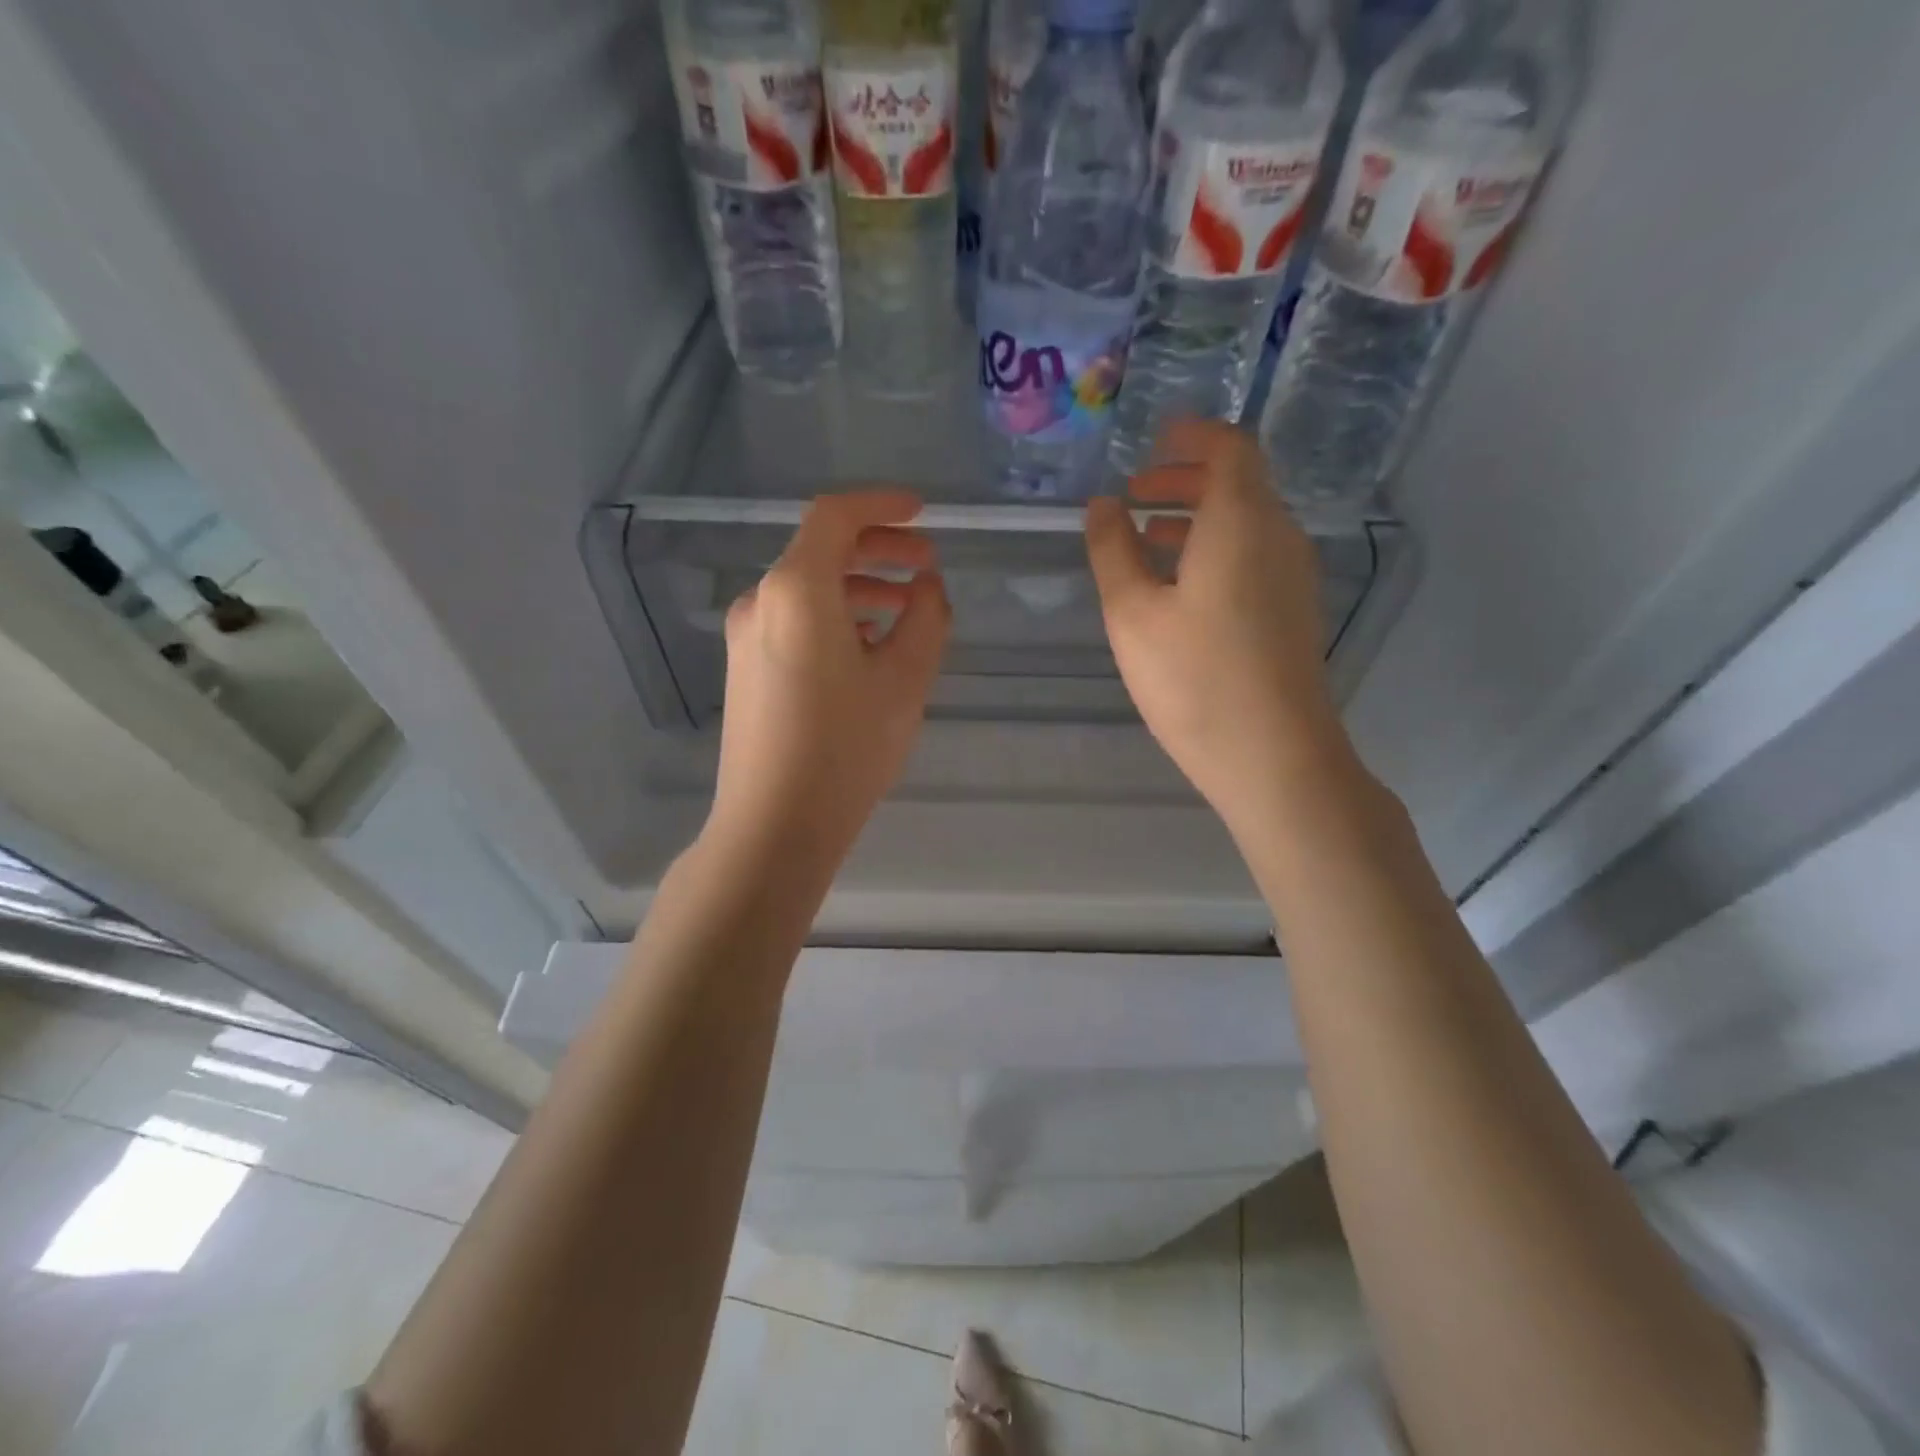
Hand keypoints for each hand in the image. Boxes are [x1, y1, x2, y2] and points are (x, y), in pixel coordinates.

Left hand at [710, 491, 950, 873]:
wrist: (774, 825)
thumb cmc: (846, 749)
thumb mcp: (905, 680)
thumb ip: (926, 618)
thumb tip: (925, 587)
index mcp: (797, 590)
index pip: (835, 516)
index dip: (882, 506)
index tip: (923, 514)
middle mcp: (762, 602)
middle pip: (820, 550)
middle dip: (878, 549)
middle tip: (926, 567)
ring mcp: (746, 637)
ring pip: (808, 589)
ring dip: (859, 586)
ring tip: (906, 609)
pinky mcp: (745, 668)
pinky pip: (795, 621)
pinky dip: (835, 616)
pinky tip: (869, 647)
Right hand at [1086, 420, 1350, 834]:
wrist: (1274, 757)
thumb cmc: (1195, 679)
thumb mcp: (1132, 614)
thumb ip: (1113, 551)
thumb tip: (1103, 507)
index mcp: (1241, 522)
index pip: (1230, 448)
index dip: (1192, 436)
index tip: (1153, 441)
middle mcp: (1278, 537)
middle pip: (1239, 484)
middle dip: (1185, 479)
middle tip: (1135, 494)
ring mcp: (1293, 576)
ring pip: (1246, 523)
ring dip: (1197, 518)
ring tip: (1146, 540)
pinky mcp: (1293, 612)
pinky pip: (1254, 556)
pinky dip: (1215, 550)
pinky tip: (1178, 588)